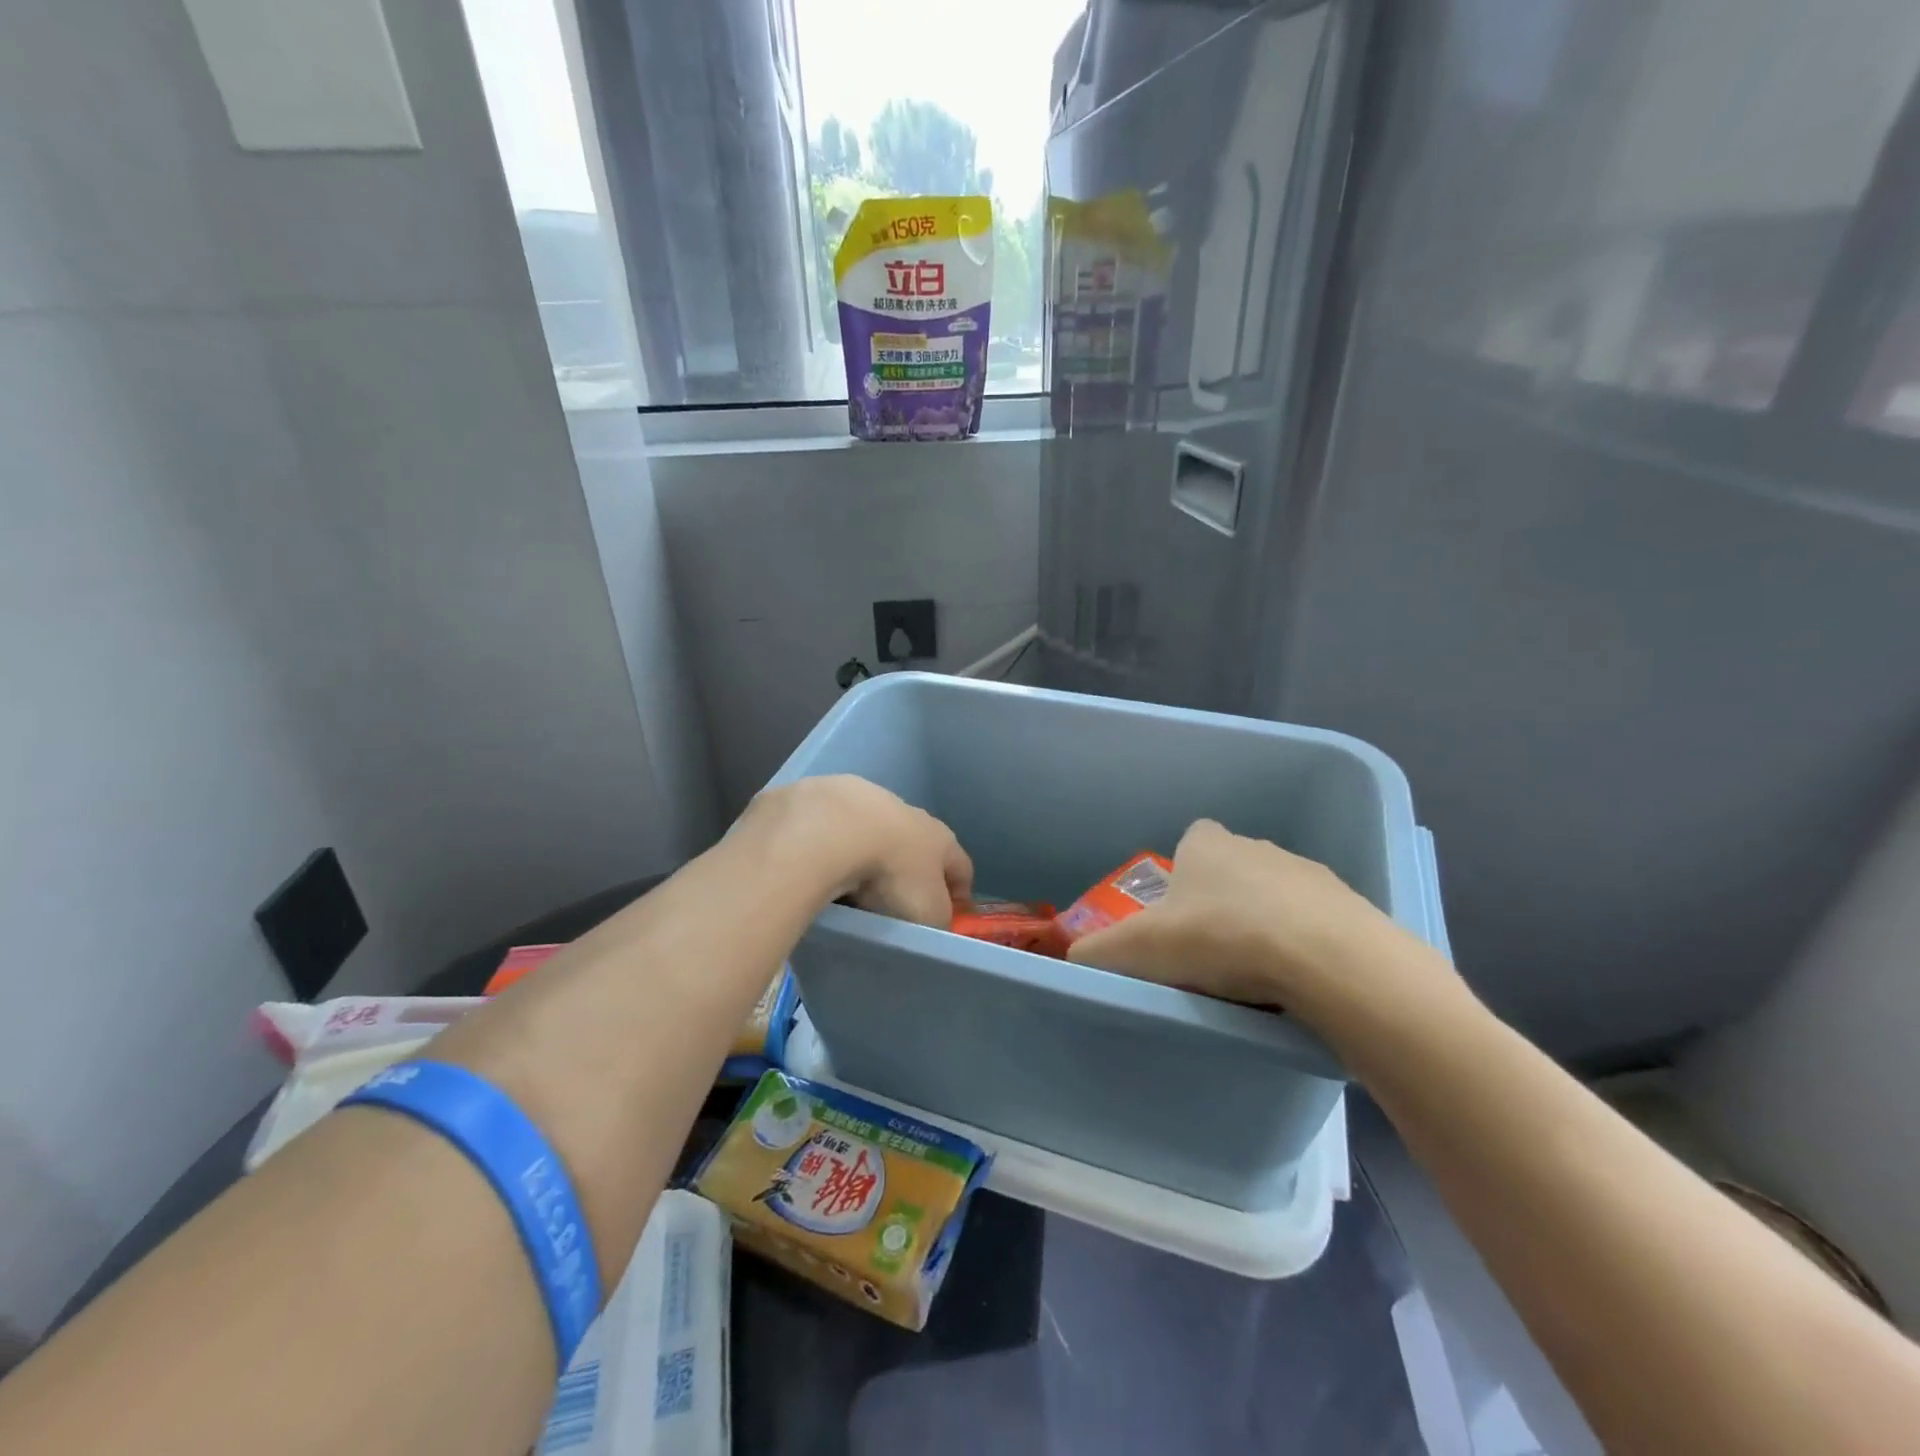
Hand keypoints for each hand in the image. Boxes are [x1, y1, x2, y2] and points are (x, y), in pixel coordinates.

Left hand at [742, 775, 971, 926]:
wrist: (832, 829)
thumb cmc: (892, 874)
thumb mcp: (927, 912)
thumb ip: (938, 918)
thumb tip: (936, 921)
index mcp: (941, 838)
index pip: (961, 865)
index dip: (961, 891)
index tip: (954, 912)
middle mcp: (910, 813)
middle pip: (919, 845)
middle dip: (912, 870)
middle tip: (898, 902)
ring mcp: (867, 801)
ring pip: (875, 833)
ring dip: (871, 855)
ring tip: (853, 887)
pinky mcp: (827, 798)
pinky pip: (837, 832)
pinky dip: (834, 849)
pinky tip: (821, 869)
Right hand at [1066, 819, 1446, 1035]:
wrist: (1324, 958)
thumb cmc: (1219, 938)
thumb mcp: (1139, 950)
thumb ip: (1098, 951)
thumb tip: (1070, 958)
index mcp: (1206, 844)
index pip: (1190, 841)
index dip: (1181, 875)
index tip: (1178, 915)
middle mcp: (1256, 846)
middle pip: (1231, 869)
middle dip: (1221, 902)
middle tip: (1210, 952)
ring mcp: (1306, 872)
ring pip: (1275, 894)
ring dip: (1264, 923)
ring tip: (1255, 975)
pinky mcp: (1347, 905)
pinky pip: (1314, 921)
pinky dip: (1303, 944)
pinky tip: (1296, 981)